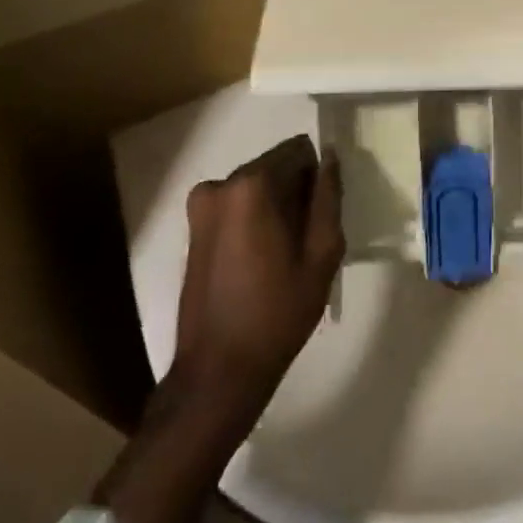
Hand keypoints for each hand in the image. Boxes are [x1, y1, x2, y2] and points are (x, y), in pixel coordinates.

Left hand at [172, 134, 343, 409]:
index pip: (299, 150)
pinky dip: (256, 219)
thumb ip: (328, 197)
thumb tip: (329, 157)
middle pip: (276, 166)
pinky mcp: (193, 228)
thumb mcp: (322, 253)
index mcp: (252, 185)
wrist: (219, 371)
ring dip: (277, 206)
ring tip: (286, 254)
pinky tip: (264, 260)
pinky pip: (238, 205)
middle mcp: (221, 184)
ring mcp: (201, 206)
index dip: (318, 178)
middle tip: (309, 239)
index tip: (323, 213)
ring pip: (257, 187)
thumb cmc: (278, 311)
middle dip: (297, 191)